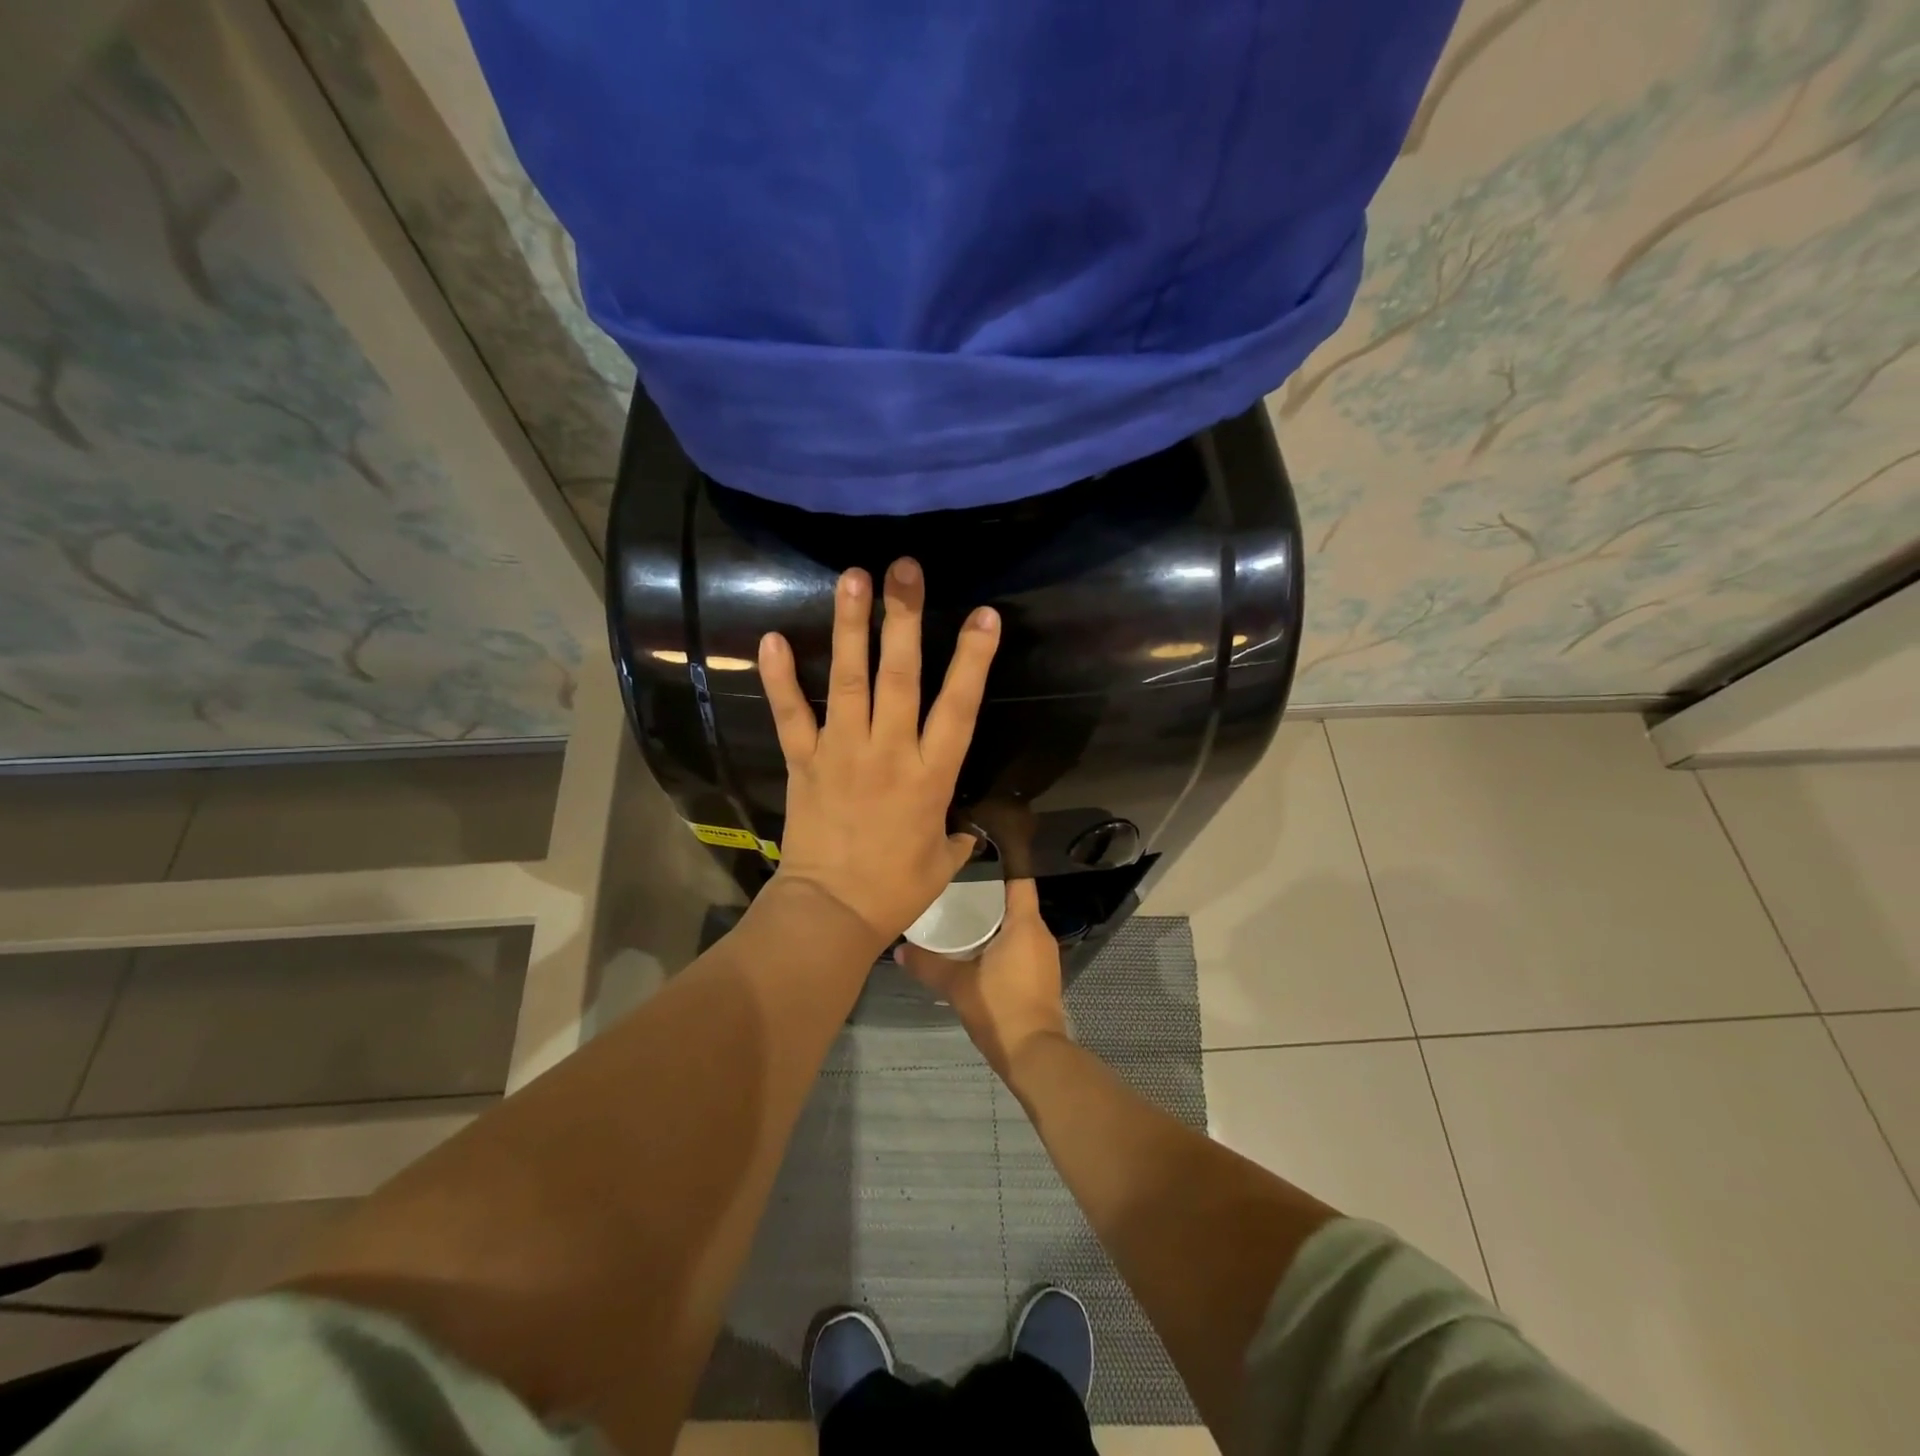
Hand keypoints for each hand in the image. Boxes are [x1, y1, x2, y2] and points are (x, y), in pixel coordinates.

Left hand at [758, 559, 1000, 947]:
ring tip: (852, 579)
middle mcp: (888, 752)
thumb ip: (957, 832)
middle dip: (903, 619)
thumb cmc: (895, 889)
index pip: (958, 707)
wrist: (831, 913)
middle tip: (904, 570)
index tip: (984, 616)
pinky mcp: (805, 762)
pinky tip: (771, 639)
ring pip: (849, 682)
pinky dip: (780, 679)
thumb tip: (965, 823)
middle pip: (899, 677)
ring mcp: (842, 753)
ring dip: (850, 628)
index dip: (972, 660)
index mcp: (931, 776)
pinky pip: (791, 715)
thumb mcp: (943, 860)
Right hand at [895, 880, 1066, 1081]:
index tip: (972, 867)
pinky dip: (1003, 944)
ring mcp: (1045, 957)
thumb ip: (928, 964)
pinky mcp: (1042, 977)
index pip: (1019, 881)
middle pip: (1016, 904)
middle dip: (988, 899)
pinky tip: (977, 952)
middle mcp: (1041, 935)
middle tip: (955, 895)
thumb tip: (898, 950)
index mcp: (1026, 925)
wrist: (1034, 1054)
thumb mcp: (957, 984)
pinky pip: (1022, 947)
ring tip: (961, 921)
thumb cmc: (999, 1007)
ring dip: (995, 924)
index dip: (999, 871)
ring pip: (1019, 927)